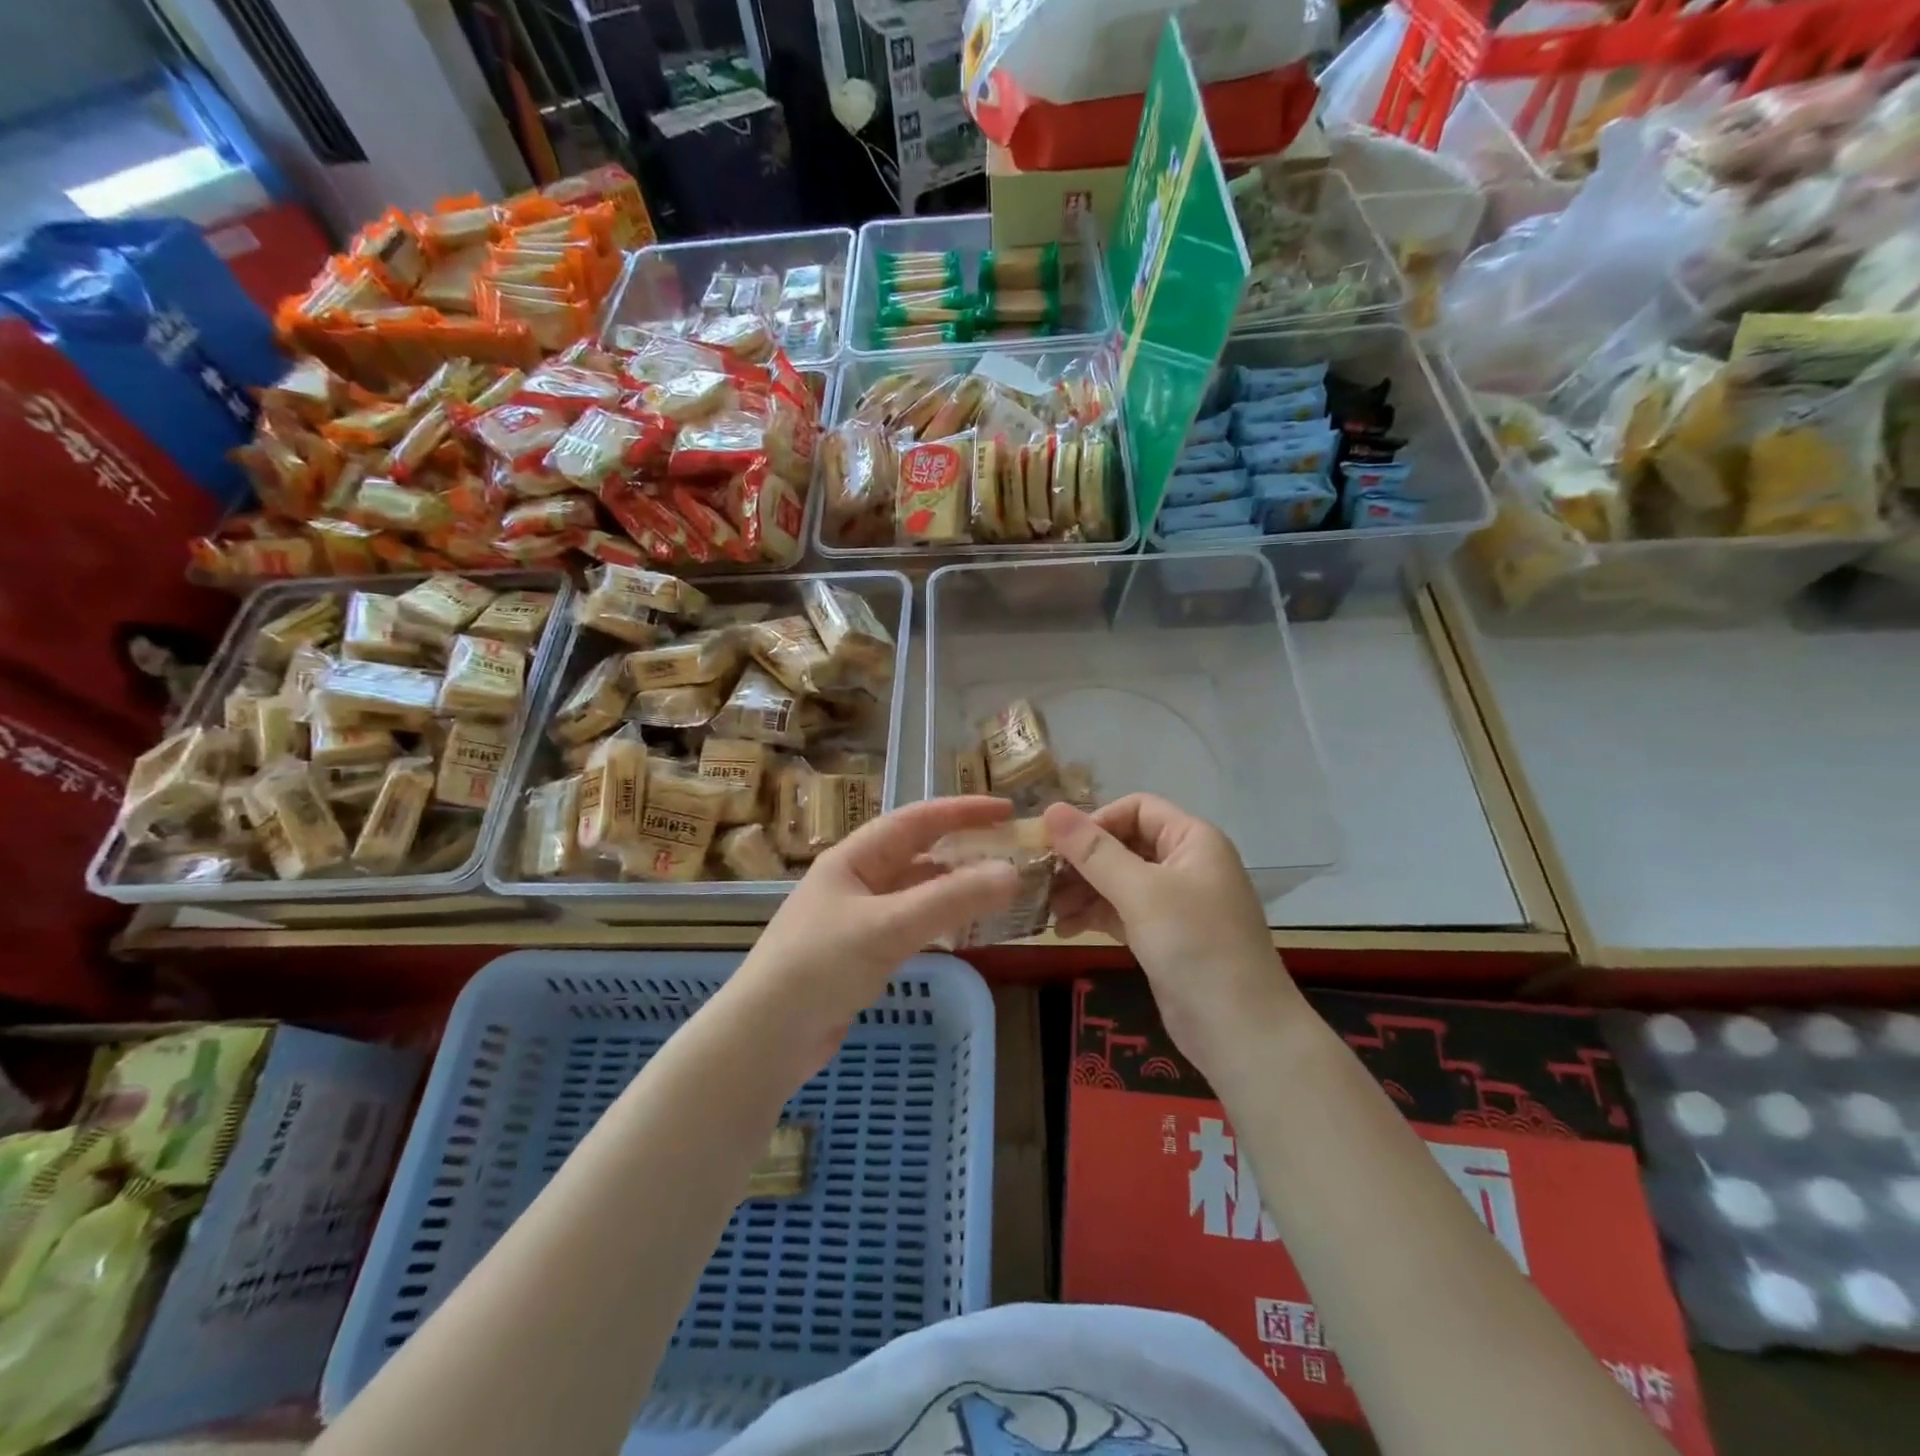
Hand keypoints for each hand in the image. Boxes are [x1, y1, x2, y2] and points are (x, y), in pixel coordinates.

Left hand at [732, 797, 1020, 1078]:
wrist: (766, 1037)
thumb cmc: (819, 966)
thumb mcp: (888, 927)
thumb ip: (951, 900)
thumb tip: (1012, 873)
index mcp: (854, 858)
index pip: (916, 820)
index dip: (962, 811)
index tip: (1007, 811)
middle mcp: (856, 880)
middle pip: (918, 853)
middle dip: (963, 849)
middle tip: (1010, 853)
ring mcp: (858, 917)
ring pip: (917, 891)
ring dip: (954, 887)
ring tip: (997, 890)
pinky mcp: (862, 953)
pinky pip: (911, 924)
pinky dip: (940, 921)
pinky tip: (962, 930)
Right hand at [1045, 796, 1300, 1077]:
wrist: (1241, 1031)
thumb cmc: (1195, 946)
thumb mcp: (1141, 892)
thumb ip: (1094, 851)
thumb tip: (1050, 808)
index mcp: (1192, 839)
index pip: (1136, 808)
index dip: (1096, 822)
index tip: (1058, 847)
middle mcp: (1185, 863)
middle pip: (1123, 844)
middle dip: (1082, 860)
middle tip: (1040, 879)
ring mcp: (1175, 901)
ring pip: (1117, 880)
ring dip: (1082, 890)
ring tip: (1047, 909)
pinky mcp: (1163, 935)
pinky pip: (1121, 911)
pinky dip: (1094, 915)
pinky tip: (1064, 929)